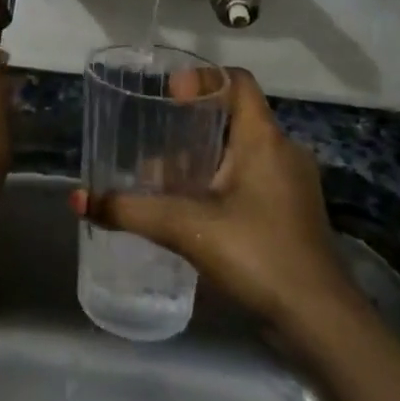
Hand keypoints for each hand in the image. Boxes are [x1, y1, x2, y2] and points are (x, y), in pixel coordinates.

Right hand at [72, 68, 352, 327]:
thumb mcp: (186, 228)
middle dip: (193, 122)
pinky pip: (253, 179)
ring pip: (243, 151)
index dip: (201, 78)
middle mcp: (283, 151)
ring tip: (165, 177)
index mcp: (264, 139)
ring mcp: (292, 184)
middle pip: (236, 116)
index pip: (237, 81)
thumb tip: (78, 201)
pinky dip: (222, 182)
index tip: (168, 96)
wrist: (320, 322)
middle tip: (155, 135)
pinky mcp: (293, 214)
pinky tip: (194, 209)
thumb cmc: (257, 254)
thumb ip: (131, 211)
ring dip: (205, 157)